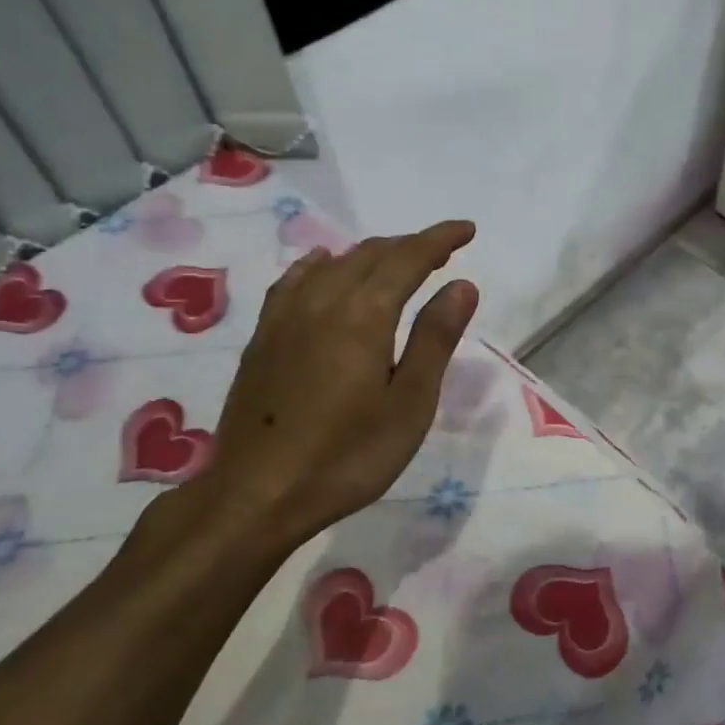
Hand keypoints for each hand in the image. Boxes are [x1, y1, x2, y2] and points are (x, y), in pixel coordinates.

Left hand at [179, 221, 479, 554]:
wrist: (257, 494)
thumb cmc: (348, 457)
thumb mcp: (409, 404)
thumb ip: (435, 339)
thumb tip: (462, 284)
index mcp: (364, 315)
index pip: (408, 259)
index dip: (439, 239)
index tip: (467, 230)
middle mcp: (322, 302)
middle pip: (370, 255)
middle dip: (410, 246)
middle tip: (442, 252)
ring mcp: (285, 318)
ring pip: (333, 264)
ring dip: (370, 255)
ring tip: (395, 262)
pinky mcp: (263, 338)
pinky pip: (294, 281)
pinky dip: (320, 266)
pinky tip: (323, 268)